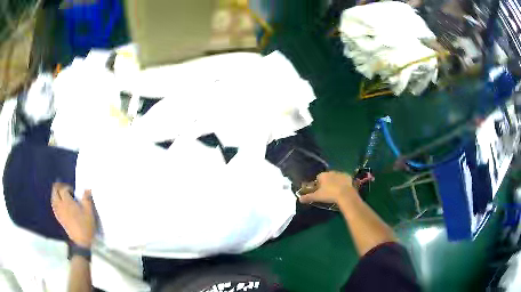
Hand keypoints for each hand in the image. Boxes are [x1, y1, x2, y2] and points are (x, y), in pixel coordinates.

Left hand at [51, 183, 95, 247]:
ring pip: (53, 198)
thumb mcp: (89, 212)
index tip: (73, 191)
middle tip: (64, 187)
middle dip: (58, 187)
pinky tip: (57, 202)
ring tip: (59, 192)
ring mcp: (59, 212)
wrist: (81, 241)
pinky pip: (53, 206)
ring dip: (55, 193)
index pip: (63, 189)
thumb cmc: (85, 225)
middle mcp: (61, 205)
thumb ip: (87, 199)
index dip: (67, 187)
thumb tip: (87, 189)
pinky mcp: (59, 218)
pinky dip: (54, 201)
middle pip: (55, 191)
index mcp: (67, 202)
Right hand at [299, 171, 358, 204]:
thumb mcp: (317, 197)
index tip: (320, 191)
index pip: (318, 177)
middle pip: (327, 177)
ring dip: (335, 182)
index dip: (318, 184)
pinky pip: (344, 179)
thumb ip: (308, 197)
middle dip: (327, 182)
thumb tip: (299, 199)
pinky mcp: (348, 177)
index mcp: (323, 175)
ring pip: (336, 177)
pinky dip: (343, 183)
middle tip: (328, 192)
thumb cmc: (329, 194)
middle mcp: (331, 172)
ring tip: (336, 192)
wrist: (345, 194)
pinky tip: (343, 190)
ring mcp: (340, 173)